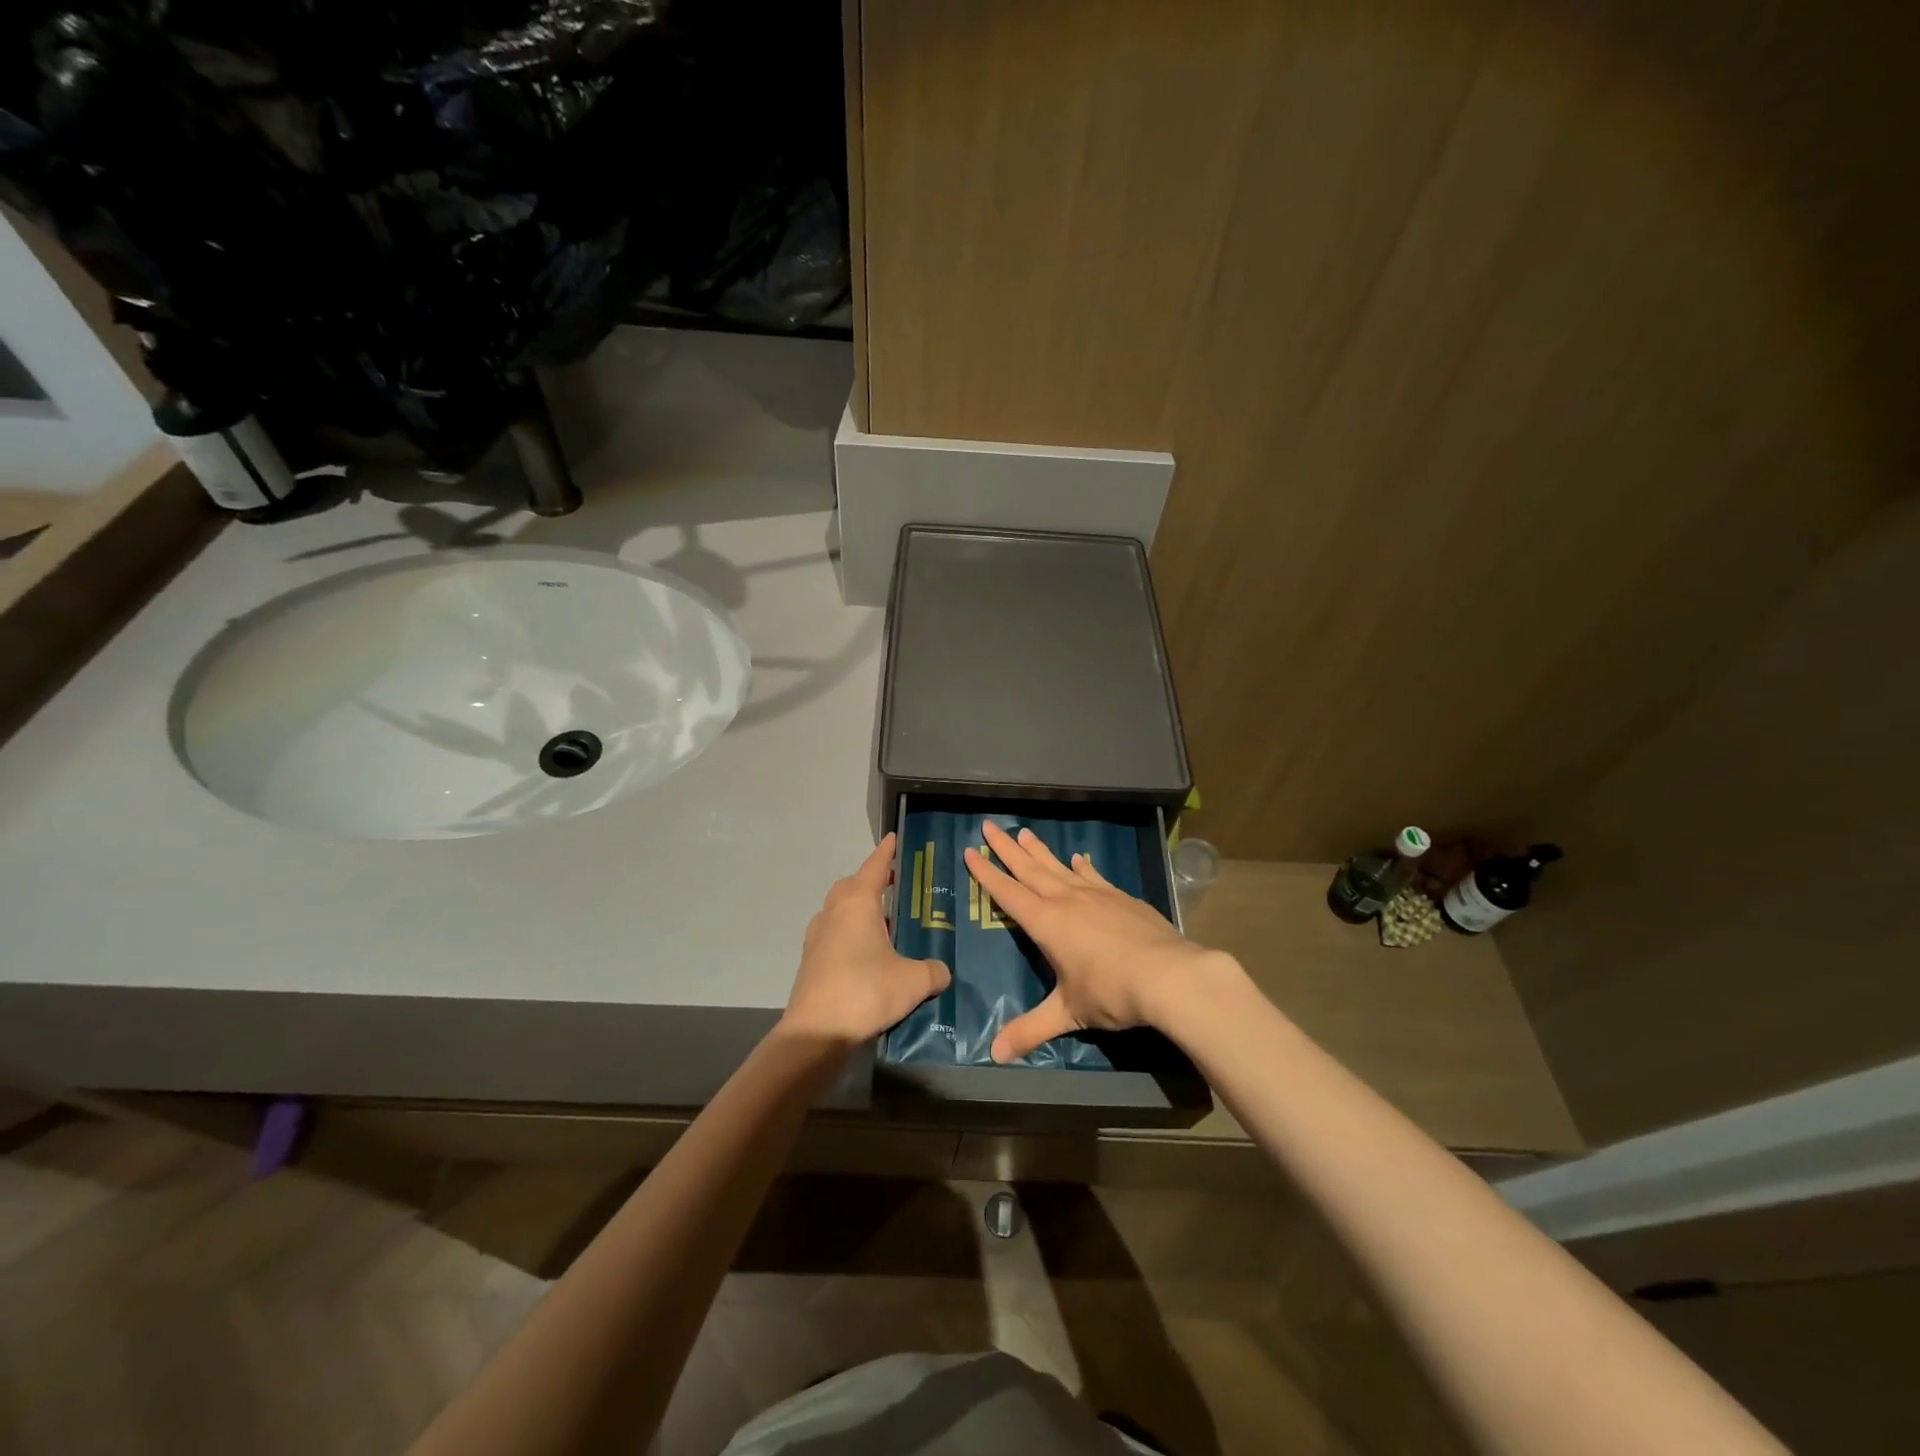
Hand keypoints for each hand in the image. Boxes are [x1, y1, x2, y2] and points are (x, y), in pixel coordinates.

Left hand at [781, 833, 951, 1048]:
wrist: (816, 1033)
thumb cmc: (865, 992)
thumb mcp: (913, 981)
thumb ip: (933, 971)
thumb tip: (941, 971)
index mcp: (857, 903)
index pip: (875, 866)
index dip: (887, 852)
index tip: (894, 838)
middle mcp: (834, 912)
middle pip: (852, 885)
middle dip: (872, 881)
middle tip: (895, 886)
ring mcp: (818, 937)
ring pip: (840, 910)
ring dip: (859, 909)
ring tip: (884, 923)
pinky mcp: (811, 961)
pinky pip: (834, 934)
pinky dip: (850, 934)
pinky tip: (867, 955)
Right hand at [963, 820, 1230, 1062]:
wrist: (1171, 976)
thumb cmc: (1112, 992)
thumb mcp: (1068, 1013)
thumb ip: (1031, 1030)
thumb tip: (994, 1056)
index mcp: (1046, 923)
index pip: (1008, 893)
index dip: (987, 873)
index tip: (970, 851)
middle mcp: (1067, 900)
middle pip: (1029, 868)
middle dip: (1006, 848)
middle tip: (988, 825)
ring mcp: (1096, 894)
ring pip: (1059, 866)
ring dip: (1039, 850)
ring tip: (1023, 832)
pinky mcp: (1121, 897)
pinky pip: (1093, 875)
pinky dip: (1081, 866)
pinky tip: (1079, 859)